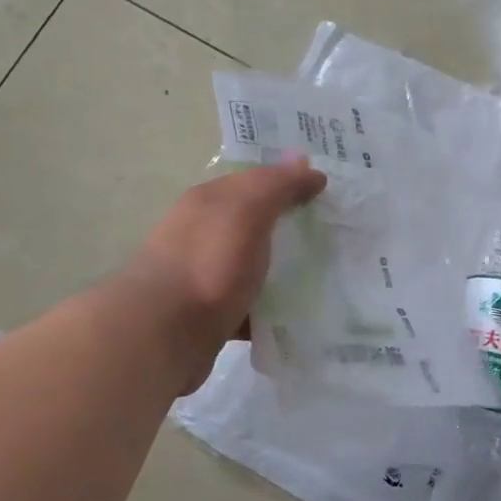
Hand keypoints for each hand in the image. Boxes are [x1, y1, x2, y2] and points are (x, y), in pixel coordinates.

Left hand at [123, 159, 326, 391]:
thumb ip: (277, 186)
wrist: (163, 333)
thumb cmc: (209, 262)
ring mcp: (204, 276)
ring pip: (253, 267)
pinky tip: (299, 316)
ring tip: (326, 278)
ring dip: (283, 271)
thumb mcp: (247, 210)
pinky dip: (271, 310)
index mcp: (209, 201)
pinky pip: (250, 306)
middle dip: (291, 228)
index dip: (291, 182)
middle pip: (256, 224)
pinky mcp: (209, 316)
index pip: (256, 180)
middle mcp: (203, 234)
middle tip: (338, 236)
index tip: (330, 192)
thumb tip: (308, 167)